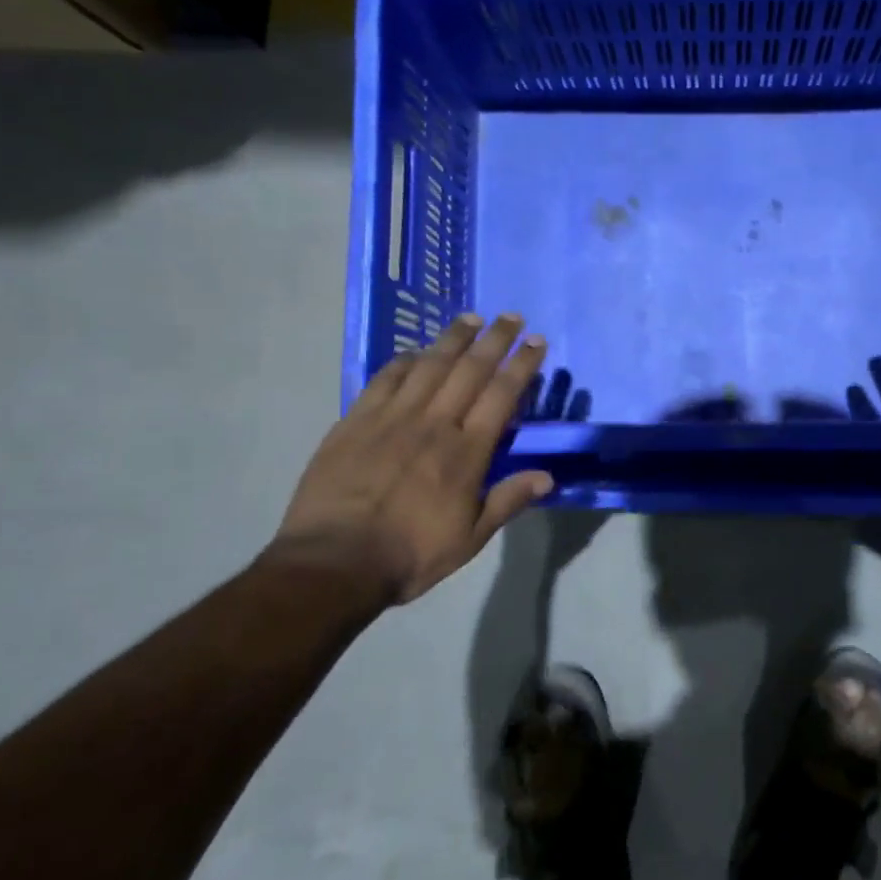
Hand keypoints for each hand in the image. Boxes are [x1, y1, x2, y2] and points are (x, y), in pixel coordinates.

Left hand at [267, 314, 553, 609]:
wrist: (333, 562)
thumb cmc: (410, 554)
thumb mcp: (470, 539)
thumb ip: (508, 501)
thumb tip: (547, 476)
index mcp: (466, 452)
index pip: (501, 395)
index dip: (522, 365)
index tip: (536, 342)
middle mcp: (434, 424)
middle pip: (470, 370)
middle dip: (495, 339)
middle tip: (511, 317)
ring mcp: (392, 418)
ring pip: (429, 365)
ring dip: (453, 338)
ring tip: (471, 318)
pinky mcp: (355, 421)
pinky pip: (385, 379)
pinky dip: (405, 360)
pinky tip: (415, 351)